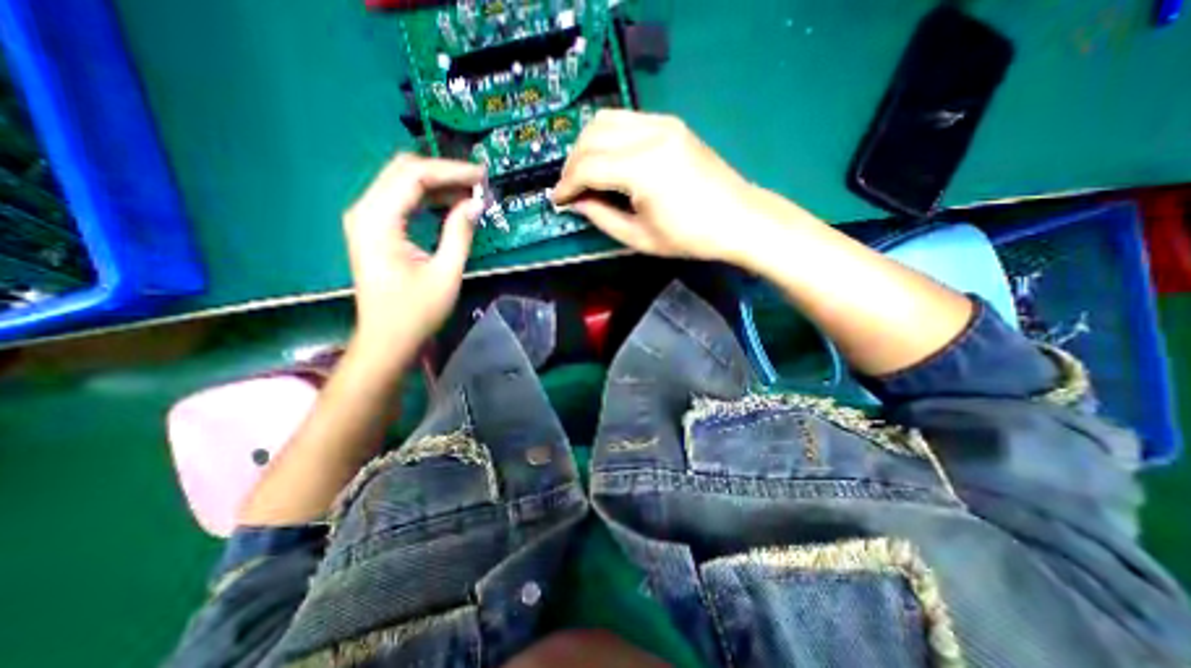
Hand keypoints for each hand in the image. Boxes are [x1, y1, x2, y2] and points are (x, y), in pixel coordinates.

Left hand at [342, 152, 479, 363]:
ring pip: (401, 182)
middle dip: (443, 172)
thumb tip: (476, 203)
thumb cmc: (416, 312)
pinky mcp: (374, 229)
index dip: (451, 171)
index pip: (414, 175)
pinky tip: (451, 205)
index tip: (482, 176)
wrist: (387, 339)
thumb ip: (460, 233)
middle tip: (478, 182)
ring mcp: (366, 219)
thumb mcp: (445, 273)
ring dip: (437, 183)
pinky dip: (427, 198)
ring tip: (471, 192)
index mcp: (378, 220)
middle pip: (403, 170)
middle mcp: (365, 210)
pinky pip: (401, 200)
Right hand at [555, 109, 776, 263]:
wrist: (738, 218)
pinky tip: (607, 160)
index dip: (567, 185)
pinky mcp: (671, 123)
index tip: (557, 201)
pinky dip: (607, 137)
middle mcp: (651, 134)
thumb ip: (601, 217)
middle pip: (592, 135)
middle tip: (570, 189)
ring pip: (605, 119)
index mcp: (644, 168)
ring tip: (584, 174)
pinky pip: (626, 120)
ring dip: (587, 145)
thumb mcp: (639, 237)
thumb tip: (577, 202)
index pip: (588, 166)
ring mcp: (663, 123)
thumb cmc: (690, 237)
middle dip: (572, 163)